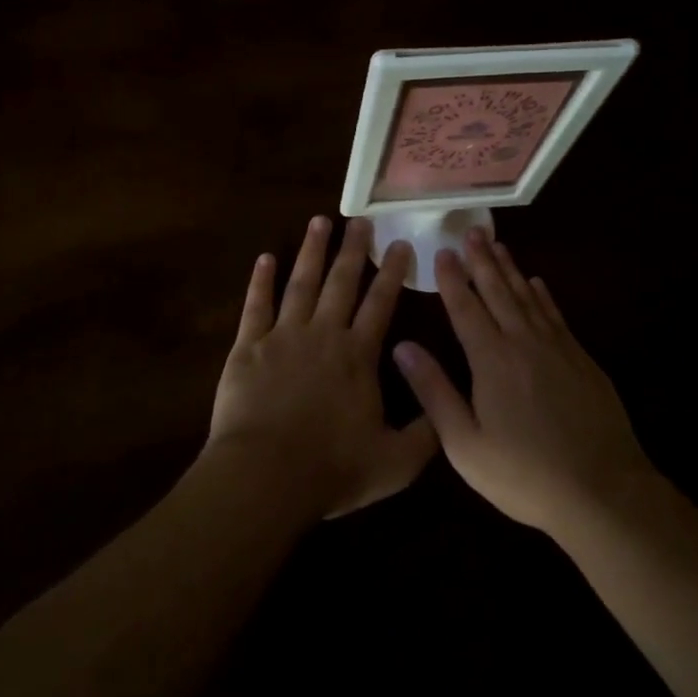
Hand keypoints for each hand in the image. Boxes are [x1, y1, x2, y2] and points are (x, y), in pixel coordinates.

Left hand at [204, 216, 438, 521]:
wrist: (264, 476)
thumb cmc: (331, 469)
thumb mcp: (395, 462)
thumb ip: (426, 433)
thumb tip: (449, 409)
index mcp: (358, 355)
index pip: (380, 303)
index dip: (391, 272)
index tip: (398, 243)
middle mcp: (324, 334)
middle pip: (341, 282)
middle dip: (353, 249)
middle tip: (360, 220)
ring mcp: (283, 336)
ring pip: (301, 283)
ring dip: (311, 251)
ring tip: (319, 220)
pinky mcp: (249, 347)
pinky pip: (256, 306)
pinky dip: (260, 281)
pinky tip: (265, 258)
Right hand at [394, 230, 652, 538]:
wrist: (602, 491)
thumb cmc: (524, 474)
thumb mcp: (466, 444)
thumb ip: (434, 392)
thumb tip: (402, 347)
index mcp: (491, 360)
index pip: (465, 308)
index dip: (452, 279)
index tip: (442, 251)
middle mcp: (523, 343)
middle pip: (498, 291)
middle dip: (482, 260)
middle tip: (471, 231)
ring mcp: (557, 348)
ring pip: (528, 297)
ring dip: (510, 269)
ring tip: (497, 245)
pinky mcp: (581, 359)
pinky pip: (556, 314)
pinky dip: (543, 295)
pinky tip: (537, 283)